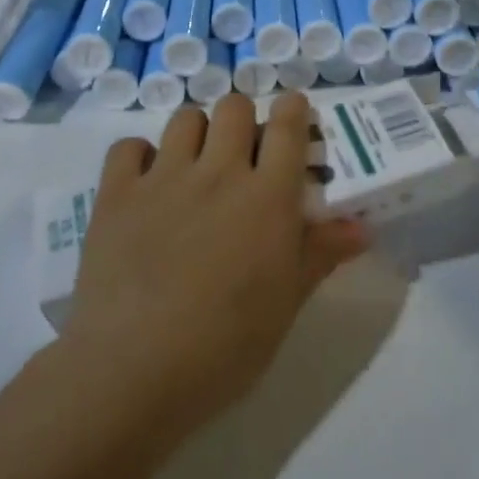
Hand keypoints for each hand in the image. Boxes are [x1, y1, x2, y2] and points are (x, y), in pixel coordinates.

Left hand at [61, 93, 367, 442]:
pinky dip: (139, 156)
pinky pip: (128, 146)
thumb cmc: (225, 346)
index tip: (293, 113)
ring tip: (195, 164)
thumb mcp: (285, 304)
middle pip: (234, 107)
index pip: (287, 126)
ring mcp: (163, 178)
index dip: (293, 109)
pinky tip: (145, 182)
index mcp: (267, 197)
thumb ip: (320, 254)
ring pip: (185, 118)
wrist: (132, 370)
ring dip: (196, 132)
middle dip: (243, 120)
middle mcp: (218, 172)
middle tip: (242, 152)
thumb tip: (361, 227)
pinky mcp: (116, 194)